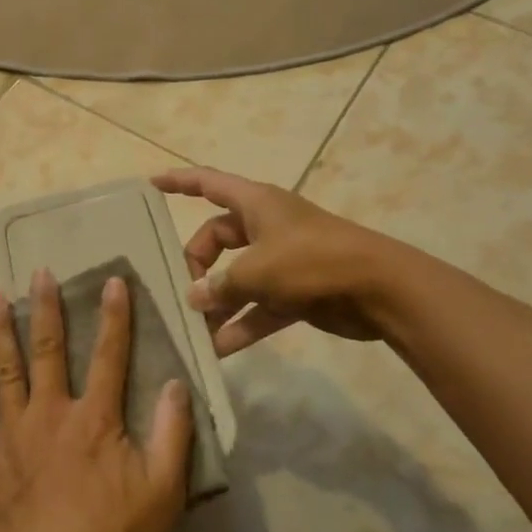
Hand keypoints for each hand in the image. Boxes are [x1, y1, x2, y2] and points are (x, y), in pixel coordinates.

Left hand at [0, 269, 192, 531]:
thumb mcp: (163, 491)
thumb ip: (173, 434)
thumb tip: (176, 384)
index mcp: (95, 419)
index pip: (110, 356)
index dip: (114, 317)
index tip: (113, 281)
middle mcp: (50, 414)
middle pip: (48, 351)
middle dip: (46, 309)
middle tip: (38, 272)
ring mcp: (12, 436)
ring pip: (4, 372)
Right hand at [152, 166, 389, 355]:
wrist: (380, 289)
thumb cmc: (311, 262)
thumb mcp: (256, 271)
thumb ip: (219, 285)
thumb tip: (195, 298)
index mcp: (256, 204)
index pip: (208, 184)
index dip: (179, 182)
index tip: (151, 184)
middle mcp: (266, 227)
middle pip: (217, 239)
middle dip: (197, 266)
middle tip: (184, 293)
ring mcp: (282, 260)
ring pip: (236, 277)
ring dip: (217, 303)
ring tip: (194, 330)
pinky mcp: (296, 292)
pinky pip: (258, 306)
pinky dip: (241, 324)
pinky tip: (220, 349)